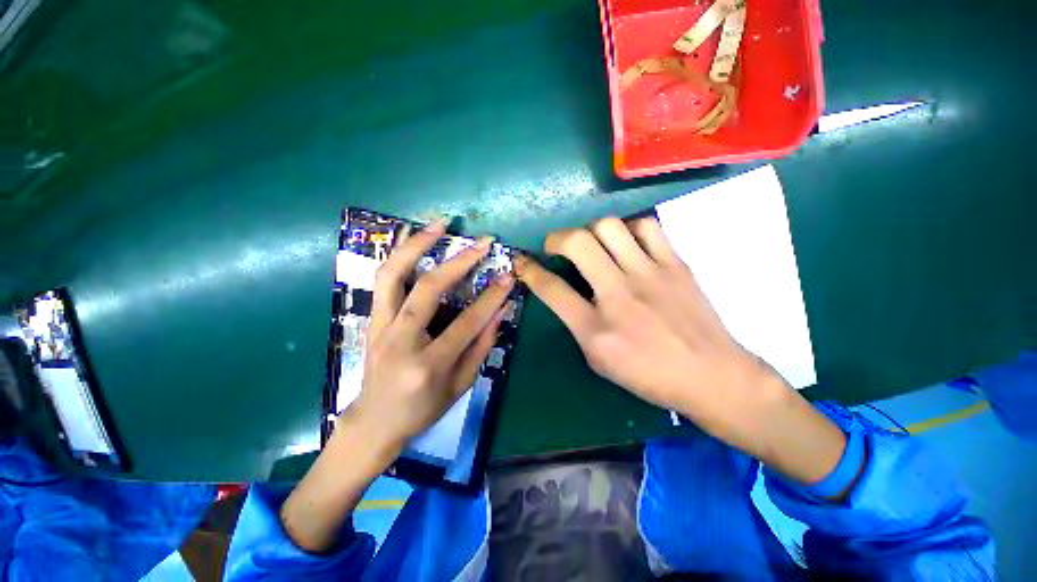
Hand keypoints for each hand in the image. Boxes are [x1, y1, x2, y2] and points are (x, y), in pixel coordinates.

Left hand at [350, 220, 513, 449]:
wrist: (374, 422)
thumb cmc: (422, 409)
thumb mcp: (460, 386)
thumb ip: (481, 347)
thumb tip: (500, 312)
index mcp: (428, 365)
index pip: (466, 323)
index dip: (491, 298)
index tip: (508, 276)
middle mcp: (399, 340)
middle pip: (428, 290)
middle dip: (460, 262)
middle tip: (483, 243)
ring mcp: (379, 326)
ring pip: (393, 275)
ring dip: (417, 245)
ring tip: (440, 224)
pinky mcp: (371, 319)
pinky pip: (381, 279)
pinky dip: (397, 253)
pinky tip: (410, 233)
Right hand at [515, 217, 846, 486]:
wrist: (712, 375)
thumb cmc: (649, 376)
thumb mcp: (600, 360)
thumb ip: (577, 323)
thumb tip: (566, 293)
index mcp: (595, 329)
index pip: (551, 289)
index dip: (529, 270)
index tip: (522, 261)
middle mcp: (618, 295)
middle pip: (577, 244)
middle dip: (557, 238)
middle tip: (558, 246)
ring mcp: (649, 274)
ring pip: (609, 227)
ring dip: (592, 232)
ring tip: (595, 245)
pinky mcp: (675, 264)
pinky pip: (646, 226)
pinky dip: (629, 229)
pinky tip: (629, 245)